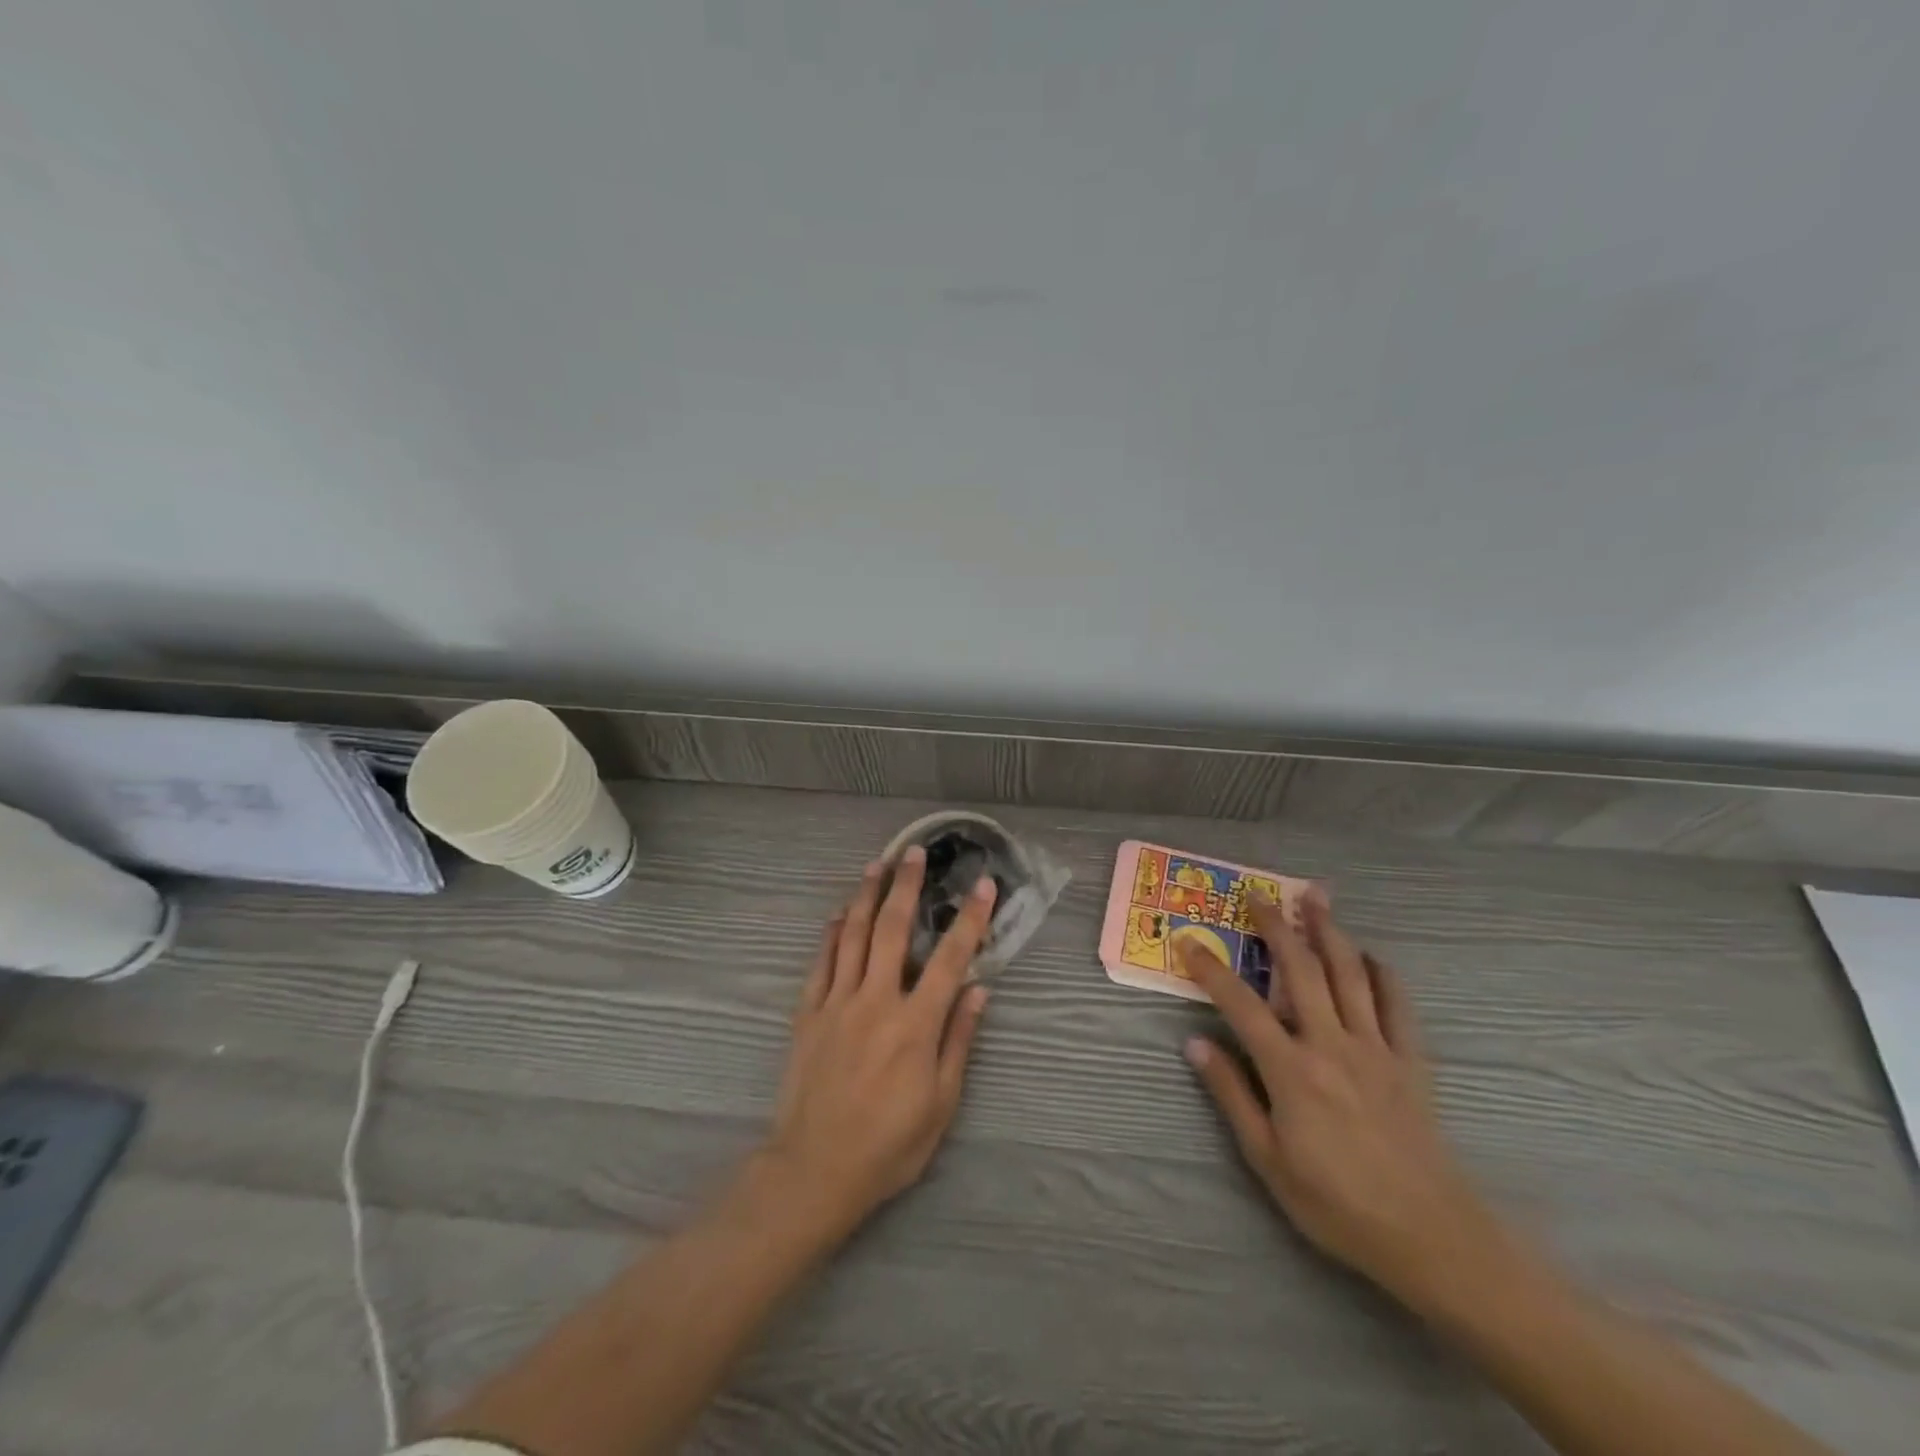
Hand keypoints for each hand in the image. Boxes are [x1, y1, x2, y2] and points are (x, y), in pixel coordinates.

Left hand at [763, 846, 997, 1237]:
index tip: (983, 885)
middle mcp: (876, 1001)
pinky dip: (832, 933)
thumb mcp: (940, 1103)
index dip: (969, 919)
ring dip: (866, 896)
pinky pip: (822, 962)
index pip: (949, 958)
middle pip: (892, 929)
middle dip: (906, 886)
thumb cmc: (889, 1144)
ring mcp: (837, 1003)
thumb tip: (978, 990)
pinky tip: (840, 913)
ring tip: (876, 865)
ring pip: (853, 935)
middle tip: (913, 852)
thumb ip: (958, 1040)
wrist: (814, 1170)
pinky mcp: (808, 1013)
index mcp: (915, 1025)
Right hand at [1179, 893, 1509, 1313]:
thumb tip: (1195, 1043)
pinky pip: (1397, 1004)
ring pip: (1349, 974)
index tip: (1189, 941)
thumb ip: (1232, 1095)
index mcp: (1291, 1069)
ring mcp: (1375, 1048)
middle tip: (1259, 894)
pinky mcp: (1411, 1060)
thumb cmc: (1337, 1203)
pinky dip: (1382, 973)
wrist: (1431, 1236)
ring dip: (1329, 931)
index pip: (1240, 1004)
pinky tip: (1369, 955)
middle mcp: (1331, 1044)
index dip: (1211, 969)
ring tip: (1316, 897)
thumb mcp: (1267, 1159)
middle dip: (1277, 927)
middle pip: (1301, 970)